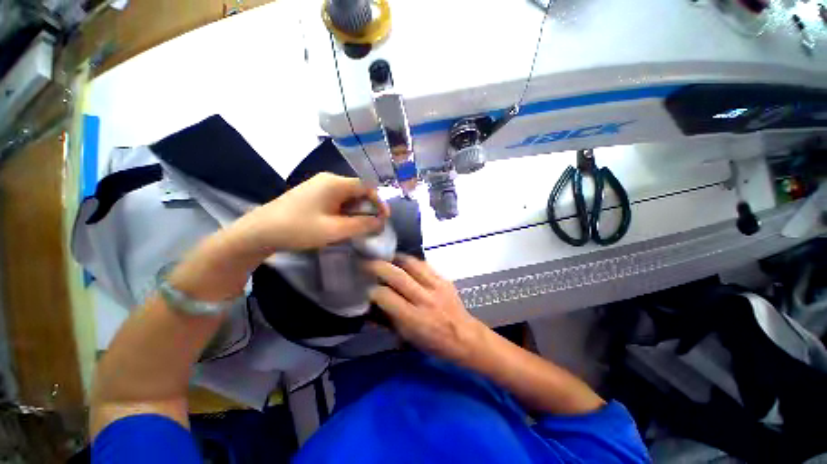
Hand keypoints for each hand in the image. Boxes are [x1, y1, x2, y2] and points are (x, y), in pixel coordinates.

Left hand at [235, 173, 388, 252]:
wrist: (259, 232)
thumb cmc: (299, 229)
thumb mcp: (335, 230)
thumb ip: (362, 225)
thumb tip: (381, 222)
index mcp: (335, 183)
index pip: (367, 186)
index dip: (379, 202)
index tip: (385, 219)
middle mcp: (329, 180)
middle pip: (358, 191)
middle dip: (369, 208)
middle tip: (373, 226)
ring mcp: (319, 186)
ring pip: (348, 197)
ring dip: (357, 211)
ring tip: (360, 228)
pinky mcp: (313, 195)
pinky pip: (337, 201)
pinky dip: (346, 212)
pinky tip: (343, 224)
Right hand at [365, 255, 486, 363]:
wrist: (465, 336)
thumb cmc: (434, 342)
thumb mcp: (408, 338)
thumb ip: (387, 321)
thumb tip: (369, 309)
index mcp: (414, 319)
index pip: (386, 297)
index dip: (373, 291)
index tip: (367, 288)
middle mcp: (424, 299)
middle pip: (398, 276)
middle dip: (379, 267)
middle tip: (368, 262)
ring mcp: (436, 287)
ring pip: (412, 264)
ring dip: (396, 258)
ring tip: (387, 258)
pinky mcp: (444, 279)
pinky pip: (425, 265)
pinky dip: (412, 261)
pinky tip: (405, 262)